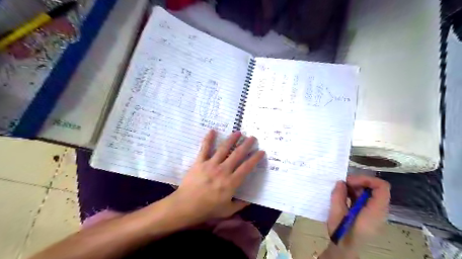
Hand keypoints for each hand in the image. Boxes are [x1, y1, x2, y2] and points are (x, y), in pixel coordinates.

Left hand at [170, 130, 262, 225]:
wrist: (185, 206)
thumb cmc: (207, 209)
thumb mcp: (227, 210)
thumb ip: (240, 205)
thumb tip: (250, 201)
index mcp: (231, 182)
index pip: (247, 167)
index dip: (255, 158)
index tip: (261, 151)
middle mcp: (223, 170)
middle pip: (237, 154)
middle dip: (246, 145)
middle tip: (252, 137)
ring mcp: (211, 164)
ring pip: (223, 148)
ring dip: (232, 139)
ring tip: (238, 132)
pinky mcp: (199, 162)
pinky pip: (204, 148)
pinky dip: (208, 139)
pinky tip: (212, 130)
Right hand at [325, 174, 388, 254]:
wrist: (345, 248)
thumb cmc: (341, 233)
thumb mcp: (336, 213)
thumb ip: (339, 196)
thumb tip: (341, 182)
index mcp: (374, 211)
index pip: (382, 187)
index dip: (367, 179)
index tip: (350, 181)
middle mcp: (379, 211)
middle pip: (376, 189)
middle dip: (359, 182)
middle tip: (343, 184)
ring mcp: (375, 213)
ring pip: (371, 193)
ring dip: (356, 188)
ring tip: (341, 190)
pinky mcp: (370, 214)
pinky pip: (367, 199)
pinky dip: (356, 194)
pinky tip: (344, 196)